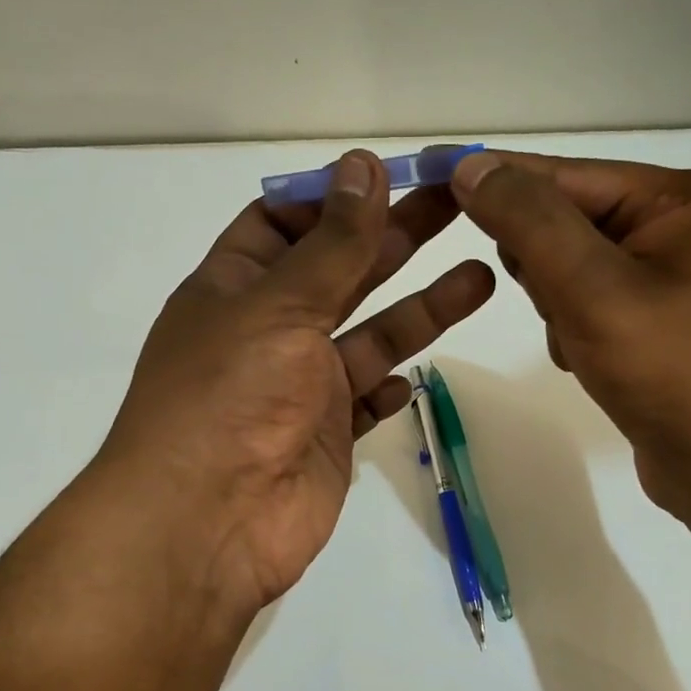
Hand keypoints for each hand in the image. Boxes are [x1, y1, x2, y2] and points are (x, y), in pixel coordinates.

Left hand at [96, 150, 494, 623]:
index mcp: (236, 288)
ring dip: (420, 307)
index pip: (282, 224)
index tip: (391, 177)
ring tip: (482, 274)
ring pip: (369, 335)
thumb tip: (363, 166)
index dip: (332, 198)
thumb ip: (331, 243)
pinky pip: (365, 400)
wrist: (208, 524)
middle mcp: (268, 332)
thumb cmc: (230, 398)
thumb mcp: (280, 305)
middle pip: (340, 271)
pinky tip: (417, 374)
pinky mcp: (325, 436)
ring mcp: (299, 387)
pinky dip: (390, 385)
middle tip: (461, 206)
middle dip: (396, 238)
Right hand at [449, 149, 690, 514]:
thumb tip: (472, 167)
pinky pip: (581, 304)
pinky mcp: (647, 321)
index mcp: (673, 198)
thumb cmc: (667, 368)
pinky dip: (569, 330)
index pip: (562, 174)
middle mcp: (670, 226)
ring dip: (554, 304)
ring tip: (581, 341)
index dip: (496, 179)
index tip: (432, 175)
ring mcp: (660, 277)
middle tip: (556, 302)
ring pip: (564, 267)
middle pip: (562, 221)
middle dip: (541, 265)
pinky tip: (588, 361)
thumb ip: (529, 222)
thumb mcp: (591, 286)